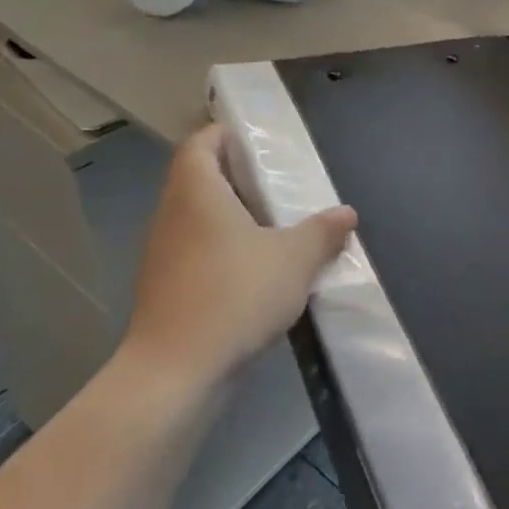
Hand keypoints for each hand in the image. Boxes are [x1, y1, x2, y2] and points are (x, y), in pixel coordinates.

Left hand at [121, 124, 355, 387]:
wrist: (175, 374)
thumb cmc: (234, 297)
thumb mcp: (294, 260)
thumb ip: (322, 232)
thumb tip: (345, 213)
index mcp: (197, 192)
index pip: (200, 143)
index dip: (225, 134)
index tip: (258, 142)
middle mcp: (171, 214)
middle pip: (198, 178)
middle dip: (235, 176)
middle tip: (277, 183)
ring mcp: (162, 253)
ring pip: (196, 217)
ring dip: (229, 215)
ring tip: (272, 226)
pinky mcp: (163, 287)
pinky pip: (194, 250)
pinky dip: (220, 248)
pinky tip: (253, 270)